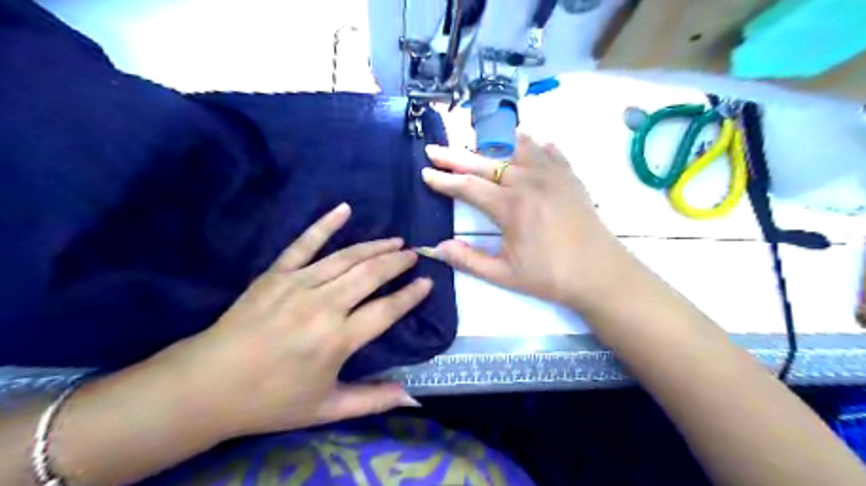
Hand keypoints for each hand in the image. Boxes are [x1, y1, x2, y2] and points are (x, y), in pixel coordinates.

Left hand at [164, 203, 428, 437]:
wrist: (208, 385)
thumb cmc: (271, 400)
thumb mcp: (326, 408)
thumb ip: (372, 401)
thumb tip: (412, 398)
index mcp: (338, 339)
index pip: (387, 310)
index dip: (410, 296)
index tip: (427, 282)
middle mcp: (324, 306)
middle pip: (370, 275)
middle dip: (396, 262)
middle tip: (413, 254)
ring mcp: (299, 284)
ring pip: (346, 258)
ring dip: (375, 246)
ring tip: (395, 240)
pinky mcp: (276, 274)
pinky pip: (304, 243)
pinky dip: (325, 224)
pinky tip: (344, 209)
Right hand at [423, 135, 633, 310]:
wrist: (601, 273)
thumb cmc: (550, 276)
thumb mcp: (504, 275)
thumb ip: (468, 260)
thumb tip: (436, 247)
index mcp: (509, 207)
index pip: (467, 187)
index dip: (443, 179)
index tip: (425, 172)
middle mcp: (528, 182)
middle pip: (484, 163)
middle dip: (455, 156)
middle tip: (434, 149)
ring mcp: (551, 175)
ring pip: (516, 148)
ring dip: (493, 143)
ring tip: (478, 138)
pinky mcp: (569, 177)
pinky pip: (548, 151)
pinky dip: (533, 144)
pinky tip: (527, 142)